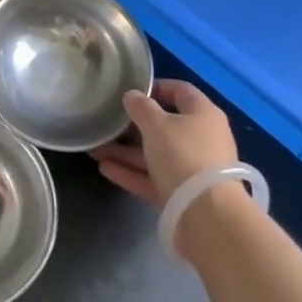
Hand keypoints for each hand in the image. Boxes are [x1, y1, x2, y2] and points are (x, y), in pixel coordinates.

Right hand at [91, 79, 238, 208]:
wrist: (206, 214)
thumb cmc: (183, 155)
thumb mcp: (157, 125)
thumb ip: (141, 108)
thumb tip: (132, 95)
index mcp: (203, 114)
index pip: (180, 91)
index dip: (156, 87)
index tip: (130, 91)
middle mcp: (201, 138)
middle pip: (164, 126)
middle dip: (132, 126)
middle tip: (106, 124)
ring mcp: (192, 168)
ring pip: (154, 154)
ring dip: (125, 152)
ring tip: (95, 149)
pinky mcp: (181, 194)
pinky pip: (152, 177)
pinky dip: (131, 173)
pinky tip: (104, 168)